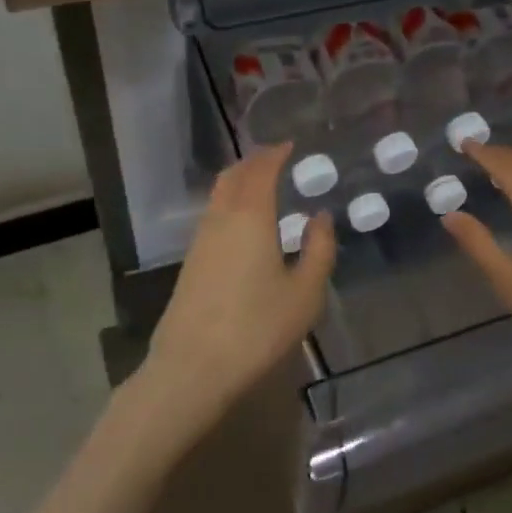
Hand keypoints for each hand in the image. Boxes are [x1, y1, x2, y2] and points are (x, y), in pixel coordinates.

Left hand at [144, 143, 335, 434]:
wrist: (193, 367)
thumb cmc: (257, 328)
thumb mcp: (305, 293)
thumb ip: (319, 250)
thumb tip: (320, 217)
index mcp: (251, 216)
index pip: (262, 169)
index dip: (276, 153)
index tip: (291, 145)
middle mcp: (221, 218)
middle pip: (234, 175)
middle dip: (255, 161)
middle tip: (277, 158)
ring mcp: (201, 239)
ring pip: (219, 194)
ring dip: (240, 180)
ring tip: (263, 184)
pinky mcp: (191, 260)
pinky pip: (213, 214)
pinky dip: (230, 201)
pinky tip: (244, 221)